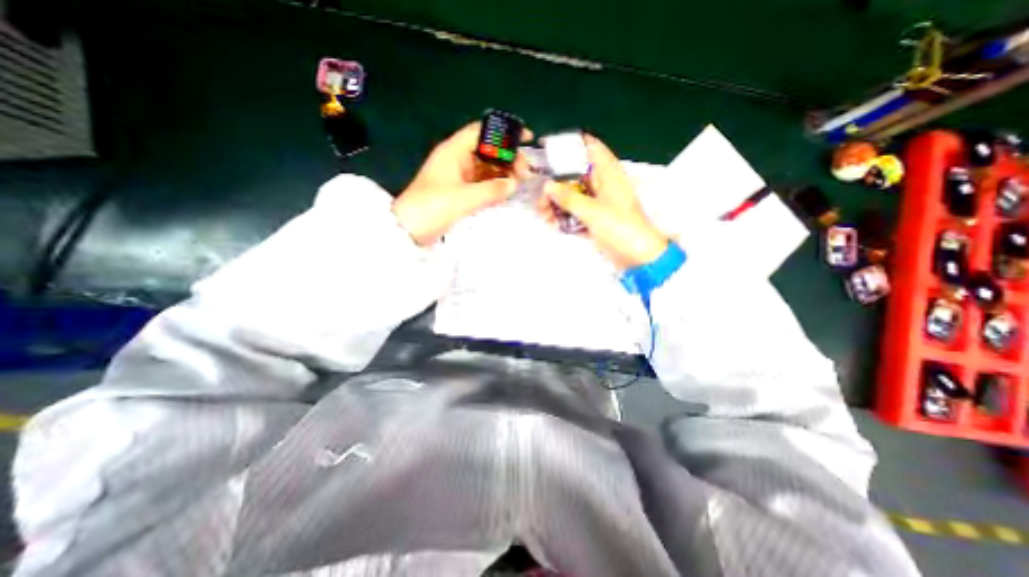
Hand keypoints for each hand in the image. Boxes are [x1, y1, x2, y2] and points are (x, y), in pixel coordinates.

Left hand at [390, 123, 526, 246]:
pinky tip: (506, 191)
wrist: (410, 229)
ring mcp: (459, 176)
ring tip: (519, 183)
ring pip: (487, 167)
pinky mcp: (461, 191)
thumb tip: (513, 184)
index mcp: (454, 151)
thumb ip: (491, 190)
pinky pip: (483, 183)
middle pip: (489, 150)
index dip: (505, 133)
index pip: (483, 132)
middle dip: (509, 157)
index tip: (526, 139)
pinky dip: (495, 185)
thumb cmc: (432, 207)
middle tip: (525, 172)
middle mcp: (458, 159)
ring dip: (504, 172)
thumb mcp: (464, 198)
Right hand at [540, 136, 668, 270]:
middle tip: (541, 195)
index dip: (571, 144)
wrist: (637, 257)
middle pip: (575, 175)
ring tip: (543, 214)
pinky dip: (564, 216)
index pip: (590, 147)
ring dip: (557, 202)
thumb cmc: (620, 227)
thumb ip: (568, 198)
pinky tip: (552, 223)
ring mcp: (598, 203)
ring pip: (573, 195)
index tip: (549, 149)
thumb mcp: (592, 211)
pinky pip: (575, 212)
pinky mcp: (595, 219)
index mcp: (608, 173)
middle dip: (556, 183)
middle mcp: (603, 184)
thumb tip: (548, 186)